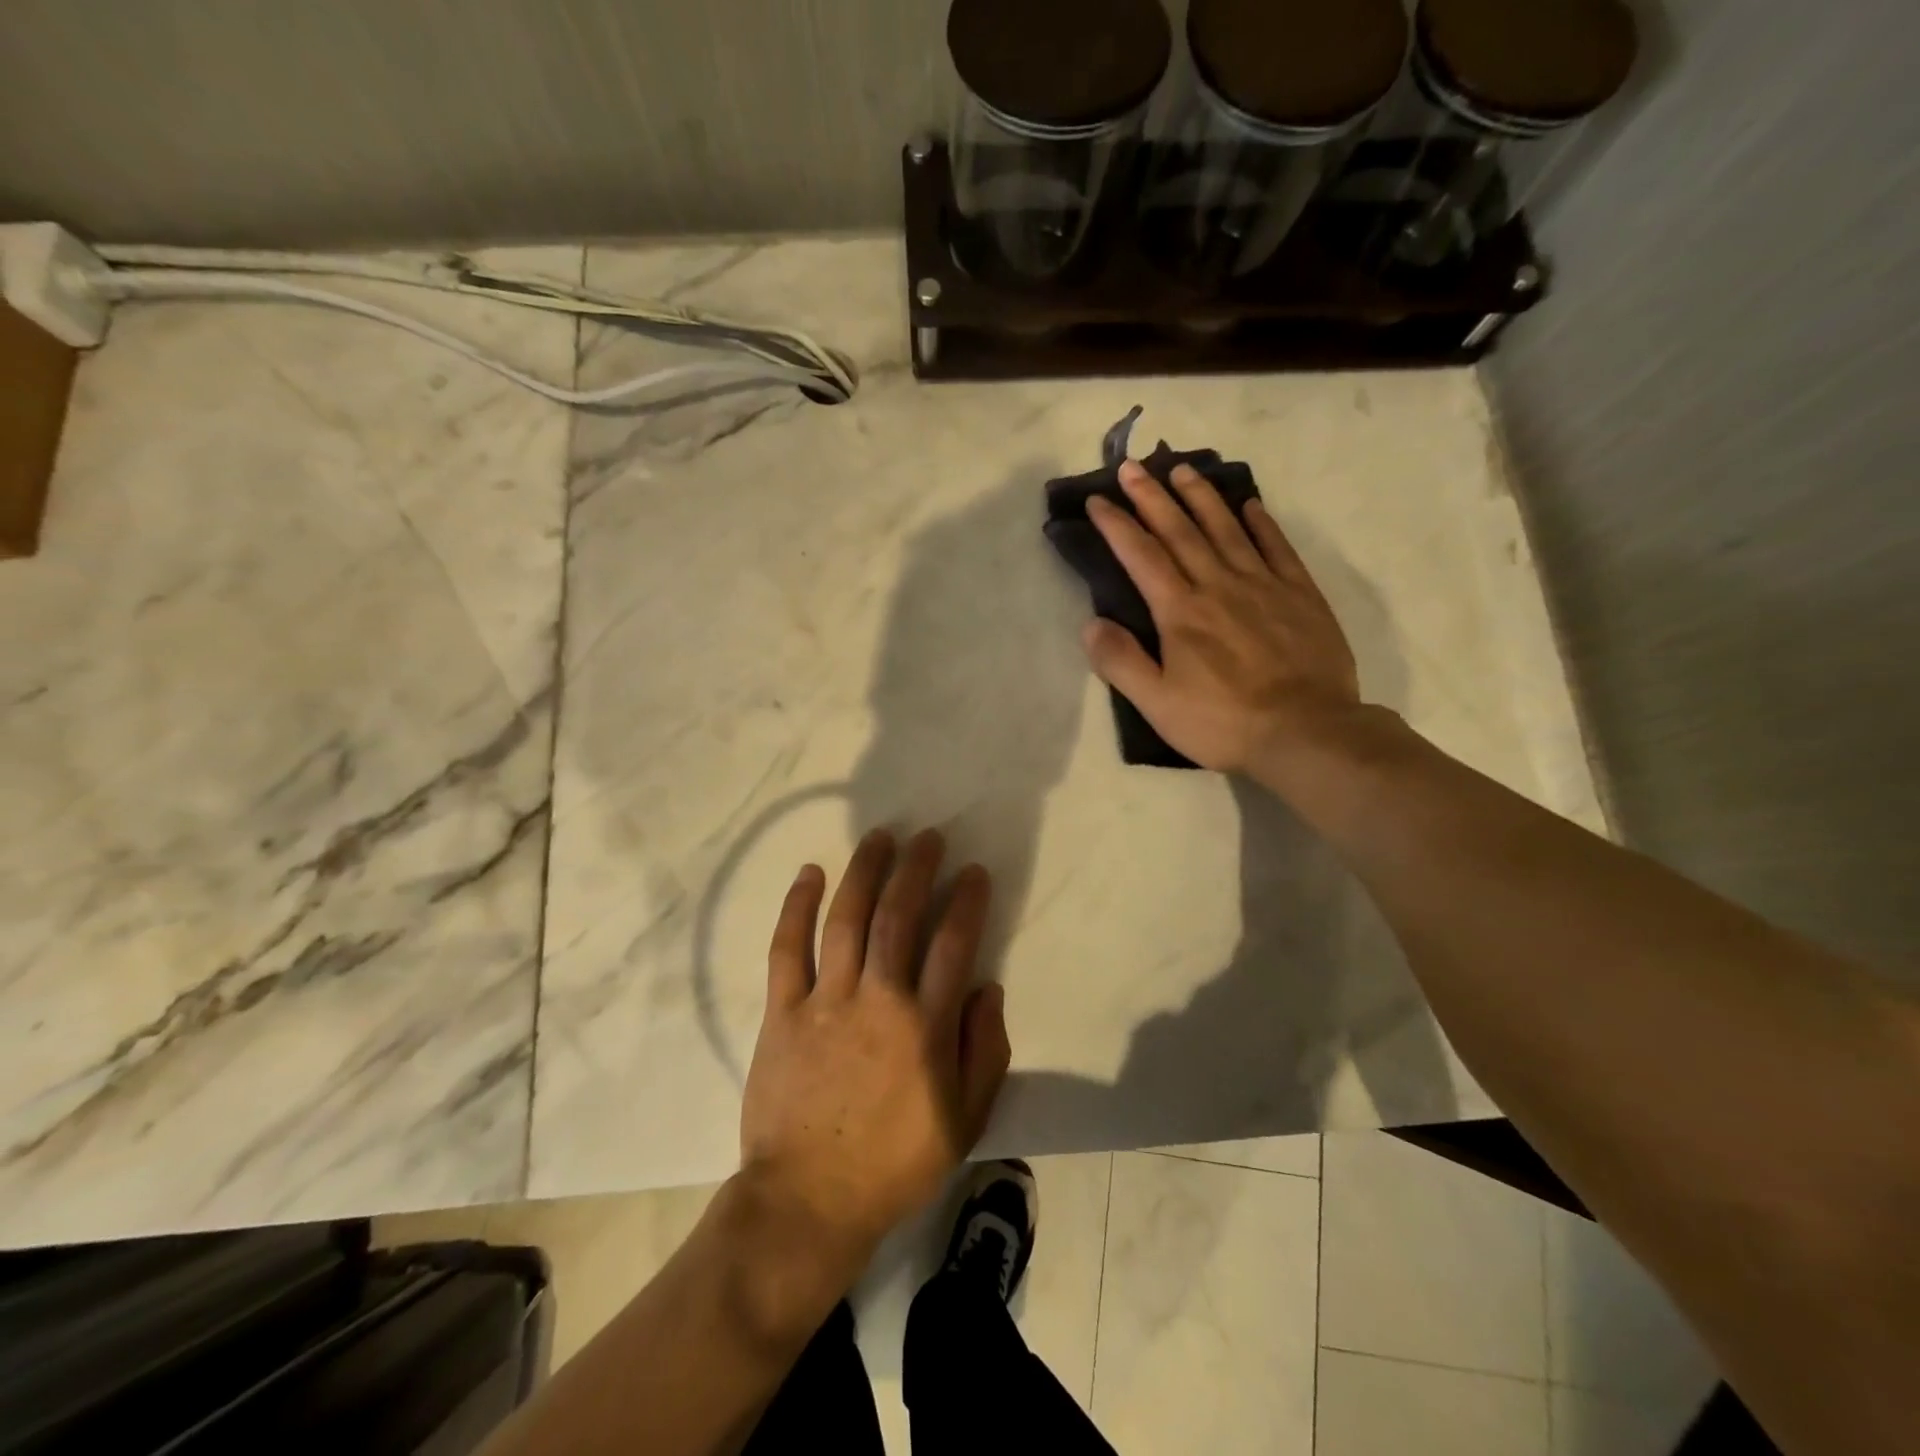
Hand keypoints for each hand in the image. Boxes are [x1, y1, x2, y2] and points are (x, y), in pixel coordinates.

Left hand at [741, 828, 1010, 1264]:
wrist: (809, 1199)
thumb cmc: (895, 1162)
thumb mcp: (965, 1120)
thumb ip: (985, 1050)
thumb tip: (986, 987)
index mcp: (925, 1026)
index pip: (953, 944)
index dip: (967, 901)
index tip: (974, 872)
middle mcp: (878, 999)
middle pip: (898, 916)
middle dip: (917, 869)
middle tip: (928, 837)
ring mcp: (826, 1001)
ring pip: (847, 919)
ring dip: (865, 872)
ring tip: (879, 838)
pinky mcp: (783, 1011)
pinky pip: (788, 949)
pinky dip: (797, 907)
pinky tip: (809, 874)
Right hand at [1082, 459, 1363, 780]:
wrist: (1306, 732)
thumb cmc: (1223, 722)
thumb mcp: (1157, 704)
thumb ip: (1121, 662)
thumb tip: (1090, 624)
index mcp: (1181, 611)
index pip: (1142, 556)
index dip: (1117, 525)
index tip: (1097, 500)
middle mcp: (1219, 586)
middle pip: (1181, 531)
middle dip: (1152, 497)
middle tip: (1133, 467)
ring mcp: (1263, 585)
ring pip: (1227, 529)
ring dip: (1202, 497)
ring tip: (1183, 470)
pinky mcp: (1300, 595)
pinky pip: (1277, 547)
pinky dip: (1261, 523)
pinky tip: (1250, 505)